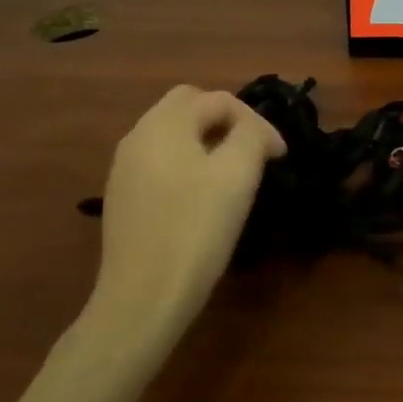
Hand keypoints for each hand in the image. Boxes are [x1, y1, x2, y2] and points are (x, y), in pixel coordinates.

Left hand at [85, 85, 285, 343]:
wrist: (141, 302)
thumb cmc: (195, 230)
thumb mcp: (238, 174)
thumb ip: (252, 135)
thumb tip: (255, 132)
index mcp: (164, 124)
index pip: (219, 100)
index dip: (256, 121)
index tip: (279, 156)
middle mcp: (138, 136)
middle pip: (189, 106)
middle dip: (226, 120)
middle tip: (253, 150)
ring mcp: (125, 169)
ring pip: (173, 134)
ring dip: (206, 141)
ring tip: (233, 172)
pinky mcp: (123, 198)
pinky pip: (161, 161)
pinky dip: (187, 163)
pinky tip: (202, 196)